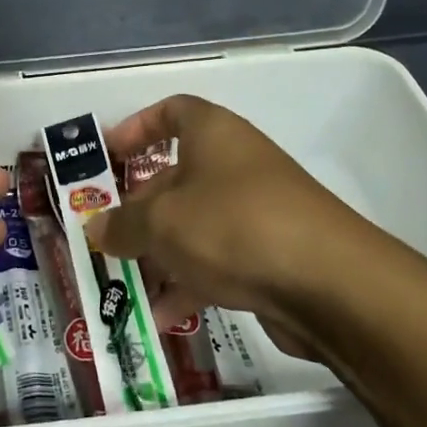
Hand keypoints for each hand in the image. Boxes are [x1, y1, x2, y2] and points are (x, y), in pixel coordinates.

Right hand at [84, 95, 363, 364]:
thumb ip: (121, 224)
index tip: (107, 156)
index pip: (171, 111)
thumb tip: (96, 228)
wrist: (329, 284)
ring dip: (159, 251)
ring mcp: (256, 210)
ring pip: (194, 223)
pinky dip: (190, 281)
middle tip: (105, 235)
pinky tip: (164, 315)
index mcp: (212, 133)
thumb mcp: (161, 223)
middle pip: (176, 175)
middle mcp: (235, 164)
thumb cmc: (232, 226)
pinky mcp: (270, 253)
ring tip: (127, 282)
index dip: (135, 128)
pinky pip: (217, 259)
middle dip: (137, 207)